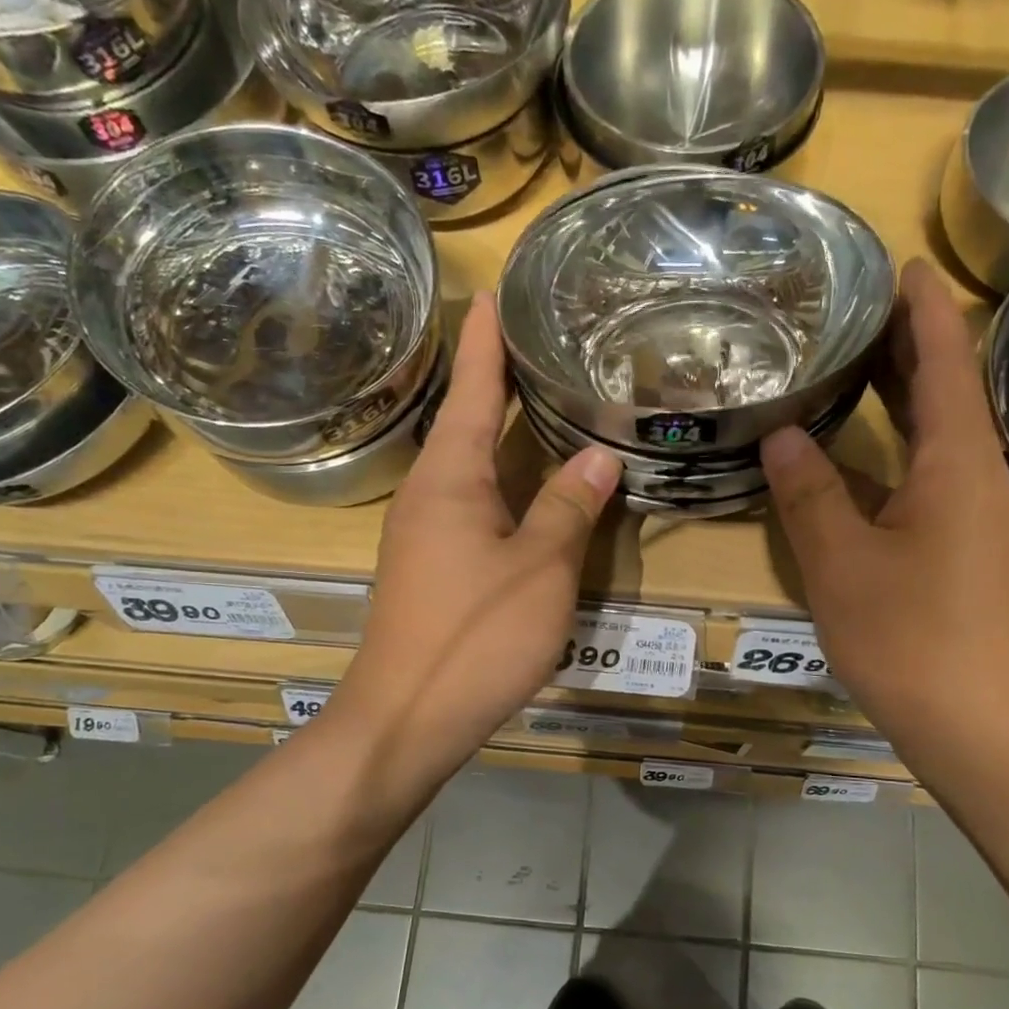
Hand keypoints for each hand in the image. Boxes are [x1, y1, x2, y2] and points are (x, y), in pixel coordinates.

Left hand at [332, 293, 622, 793]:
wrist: (408, 717)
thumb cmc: (475, 635)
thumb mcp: (539, 569)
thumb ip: (568, 507)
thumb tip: (599, 454)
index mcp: (450, 478)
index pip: (473, 389)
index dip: (487, 340)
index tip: (496, 291)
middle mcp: (429, 493)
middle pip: (467, 420)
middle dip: (498, 378)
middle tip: (541, 339)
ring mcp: (424, 531)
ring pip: (469, 464)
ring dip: (501, 429)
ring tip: (543, 399)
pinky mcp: (432, 565)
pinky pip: (471, 501)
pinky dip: (502, 478)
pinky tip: (529, 484)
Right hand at [760, 259, 1008, 785]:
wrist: (982, 728)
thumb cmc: (912, 639)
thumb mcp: (842, 563)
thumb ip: (809, 493)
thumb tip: (783, 433)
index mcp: (956, 462)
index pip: (944, 358)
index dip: (923, 308)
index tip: (898, 263)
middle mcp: (977, 476)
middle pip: (946, 390)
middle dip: (906, 344)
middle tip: (852, 309)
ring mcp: (976, 516)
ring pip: (937, 436)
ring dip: (900, 397)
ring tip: (848, 367)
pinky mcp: (965, 550)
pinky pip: (929, 476)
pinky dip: (894, 450)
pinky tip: (854, 459)